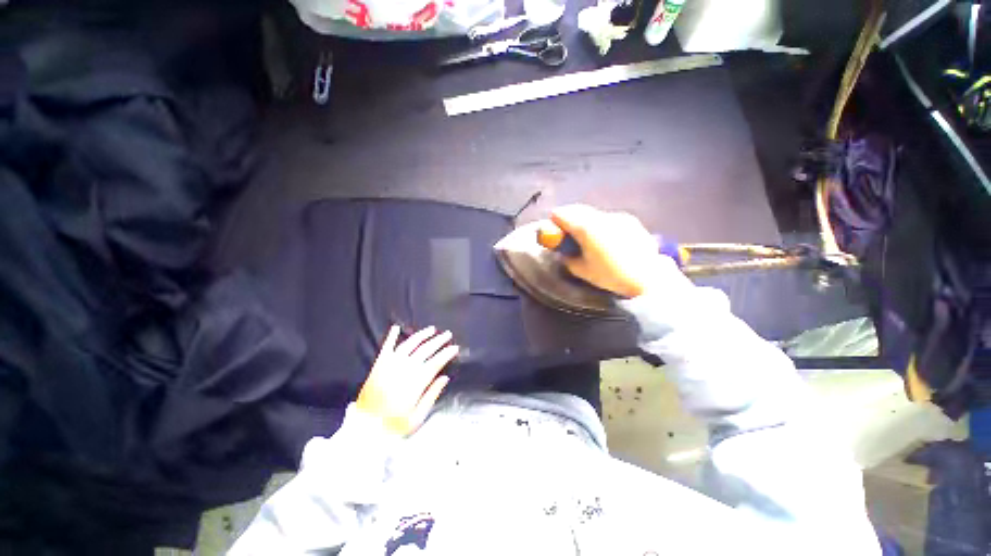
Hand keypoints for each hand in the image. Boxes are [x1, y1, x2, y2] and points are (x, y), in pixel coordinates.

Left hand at [356, 325, 458, 435]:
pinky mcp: (378, 365)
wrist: (364, 428)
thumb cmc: (393, 425)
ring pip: (410, 344)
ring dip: (422, 335)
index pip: (436, 362)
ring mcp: (391, 364)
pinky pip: (387, 347)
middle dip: (439, 341)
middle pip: (425, 349)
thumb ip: (432, 395)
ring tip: (432, 329)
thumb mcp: (417, 417)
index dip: (447, 353)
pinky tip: (396, 328)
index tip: (455, 347)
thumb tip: (444, 378)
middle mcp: (405, 368)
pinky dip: (392, 336)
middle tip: (448, 334)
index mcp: (416, 381)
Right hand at [548, 204, 667, 297]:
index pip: (561, 214)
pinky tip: (606, 239)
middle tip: (566, 233)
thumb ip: (568, 258)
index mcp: (586, 228)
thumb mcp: (582, 271)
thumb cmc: (611, 276)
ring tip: (587, 237)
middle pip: (577, 209)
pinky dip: (600, 224)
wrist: (648, 277)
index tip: (553, 231)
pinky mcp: (630, 220)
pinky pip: (607, 218)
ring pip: (593, 213)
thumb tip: (564, 252)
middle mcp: (601, 217)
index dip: (554, 222)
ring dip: (584, 220)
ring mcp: (617, 216)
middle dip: (568, 218)